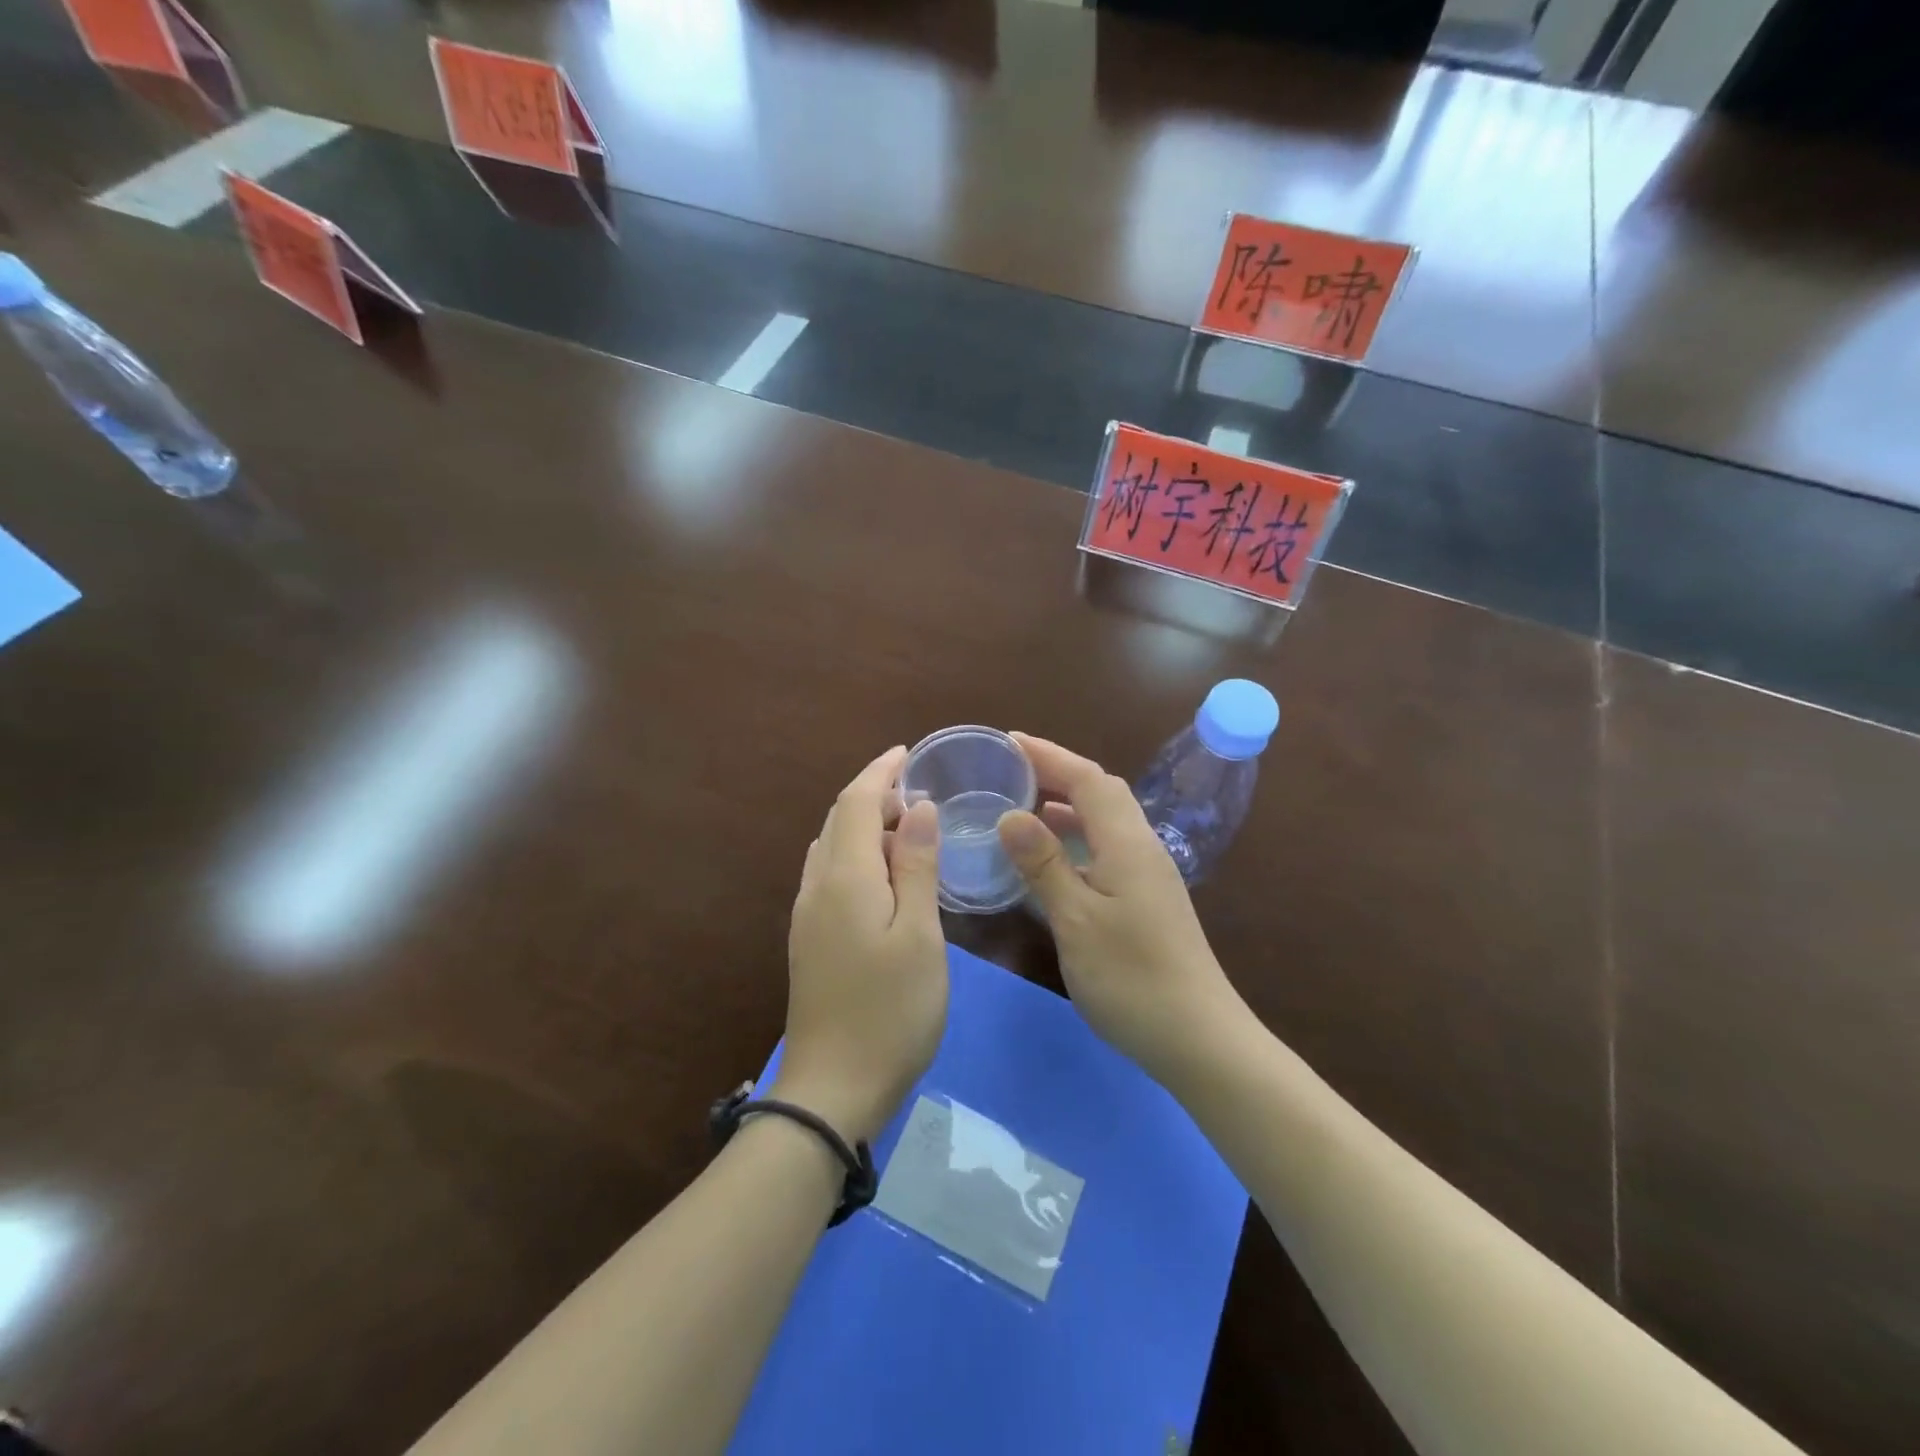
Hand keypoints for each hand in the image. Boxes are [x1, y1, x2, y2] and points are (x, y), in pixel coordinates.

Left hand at [774, 746, 947, 1144]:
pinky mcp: (809, 940)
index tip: (908, 753)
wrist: (833, 1088)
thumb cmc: (890, 1010)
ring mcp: (807, 915)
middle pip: (838, 820)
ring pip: (831, 848)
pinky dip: (857, 856)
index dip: (880, 772)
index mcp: (844, 878)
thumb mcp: (919, 934)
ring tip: (907, 829)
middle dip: (873, 795)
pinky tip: (884, 876)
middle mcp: (816, 887)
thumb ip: (916, 866)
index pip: (855, 802)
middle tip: (918, 794)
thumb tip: (917, 808)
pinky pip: (830, 875)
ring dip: (864, 826)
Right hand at [996, 734, 1249, 1085]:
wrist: (1199, 1039)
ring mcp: (1148, 875)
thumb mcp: (1077, 920)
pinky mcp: (1147, 900)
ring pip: (1105, 821)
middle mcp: (1142, 848)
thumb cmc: (1132, 978)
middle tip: (1011, 771)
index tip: (1009, 741)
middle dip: (1058, 773)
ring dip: (1067, 805)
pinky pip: (1107, 849)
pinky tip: (1053, 860)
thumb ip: (1044, 864)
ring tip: (1023, 807)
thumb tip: (1011, 815)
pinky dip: (1076, 839)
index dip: (1049, 755)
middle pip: (1101, 792)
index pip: (1089, 779)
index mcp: (1127, 843)